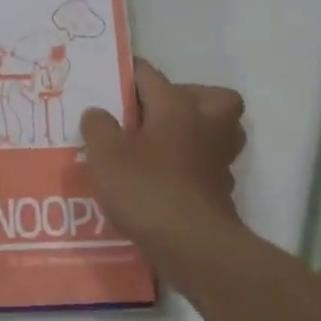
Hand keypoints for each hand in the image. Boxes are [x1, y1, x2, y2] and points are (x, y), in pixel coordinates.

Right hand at [81, 59, 246, 255]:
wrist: (192, 246)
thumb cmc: (147, 189)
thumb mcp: (105, 154)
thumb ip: (98, 126)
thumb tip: (98, 113)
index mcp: (177, 106)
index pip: (149, 74)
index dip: (126, 75)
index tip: (107, 82)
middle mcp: (206, 124)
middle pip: (209, 96)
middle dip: (184, 98)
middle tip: (152, 114)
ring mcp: (219, 158)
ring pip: (219, 130)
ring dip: (197, 132)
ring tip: (162, 145)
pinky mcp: (222, 190)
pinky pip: (210, 165)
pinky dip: (194, 167)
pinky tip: (167, 179)